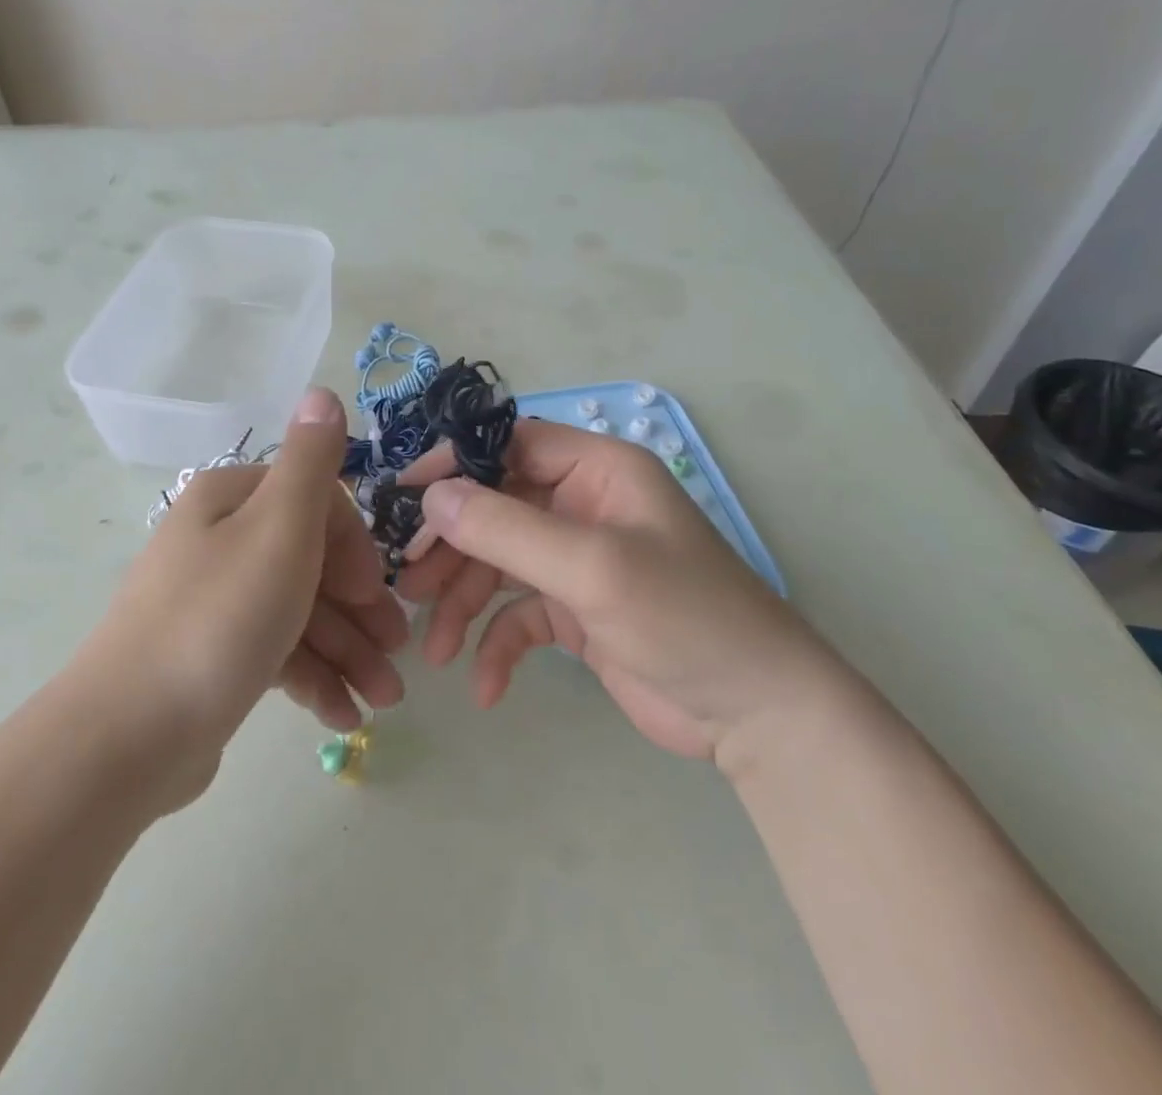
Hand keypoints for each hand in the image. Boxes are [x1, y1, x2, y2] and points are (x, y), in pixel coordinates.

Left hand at [81, 388, 406, 803]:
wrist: (126, 736)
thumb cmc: (219, 620)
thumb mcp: (279, 529)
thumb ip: (311, 461)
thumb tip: (322, 392)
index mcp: (231, 500)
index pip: (316, 505)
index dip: (355, 549)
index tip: (377, 595)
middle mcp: (219, 540)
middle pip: (310, 563)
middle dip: (360, 611)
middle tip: (398, 656)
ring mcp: (213, 600)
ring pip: (298, 613)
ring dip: (347, 653)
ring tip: (383, 700)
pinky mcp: (210, 654)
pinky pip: (274, 653)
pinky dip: (312, 679)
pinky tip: (343, 715)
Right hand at [396, 419, 840, 760]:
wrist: (758, 716)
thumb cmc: (683, 618)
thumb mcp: (592, 567)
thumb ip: (507, 528)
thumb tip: (433, 496)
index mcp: (597, 471)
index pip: (509, 445)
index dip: (454, 465)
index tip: (403, 497)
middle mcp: (582, 506)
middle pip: (494, 507)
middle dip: (450, 547)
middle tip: (407, 584)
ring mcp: (577, 559)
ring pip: (498, 564)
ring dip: (463, 603)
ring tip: (433, 648)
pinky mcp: (576, 611)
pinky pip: (518, 615)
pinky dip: (496, 645)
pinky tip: (483, 685)